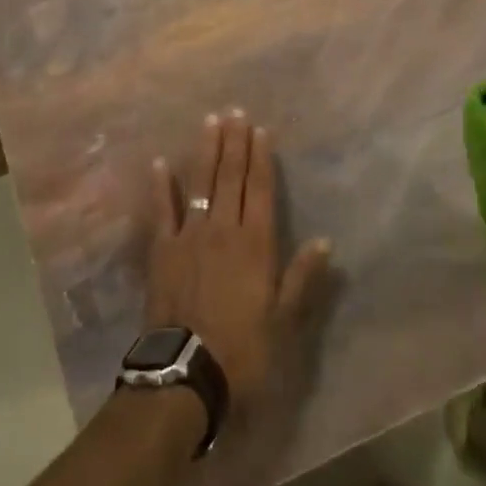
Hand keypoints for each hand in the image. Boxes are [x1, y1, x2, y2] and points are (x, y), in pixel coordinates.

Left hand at [145, 110, 331, 419]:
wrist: (186, 373)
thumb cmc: (243, 349)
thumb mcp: (284, 320)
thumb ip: (301, 277)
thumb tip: (325, 242)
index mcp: (256, 243)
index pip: (261, 190)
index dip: (261, 158)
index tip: (261, 129)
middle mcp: (224, 229)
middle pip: (231, 177)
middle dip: (235, 143)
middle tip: (235, 112)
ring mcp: (190, 236)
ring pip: (200, 184)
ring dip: (206, 152)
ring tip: (210, 121)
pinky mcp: (163, 250)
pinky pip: (162, 211)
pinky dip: (162, 186)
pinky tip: (161, 163)